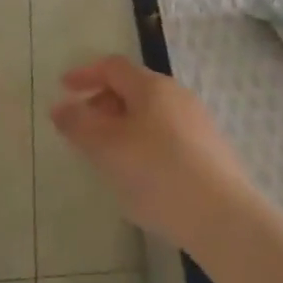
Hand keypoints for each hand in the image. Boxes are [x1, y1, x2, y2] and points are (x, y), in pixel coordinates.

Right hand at [51, 55, 255, 255]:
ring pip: (150, 113)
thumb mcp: (107, 148)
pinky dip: (143, 142)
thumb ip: (78, 125)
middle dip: (102, 103)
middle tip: (81, 128)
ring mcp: (197, 122)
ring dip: (122, 125)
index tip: (63, 88)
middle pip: (133, 88)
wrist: (222, 216)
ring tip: (106, 155)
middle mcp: (177, 96)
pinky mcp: (209, 150)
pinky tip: (140, 175)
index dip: (85, 73)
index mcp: (152, 86)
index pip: (113, 67)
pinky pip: (166, 135)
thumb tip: (60, 107)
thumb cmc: (157, 173)